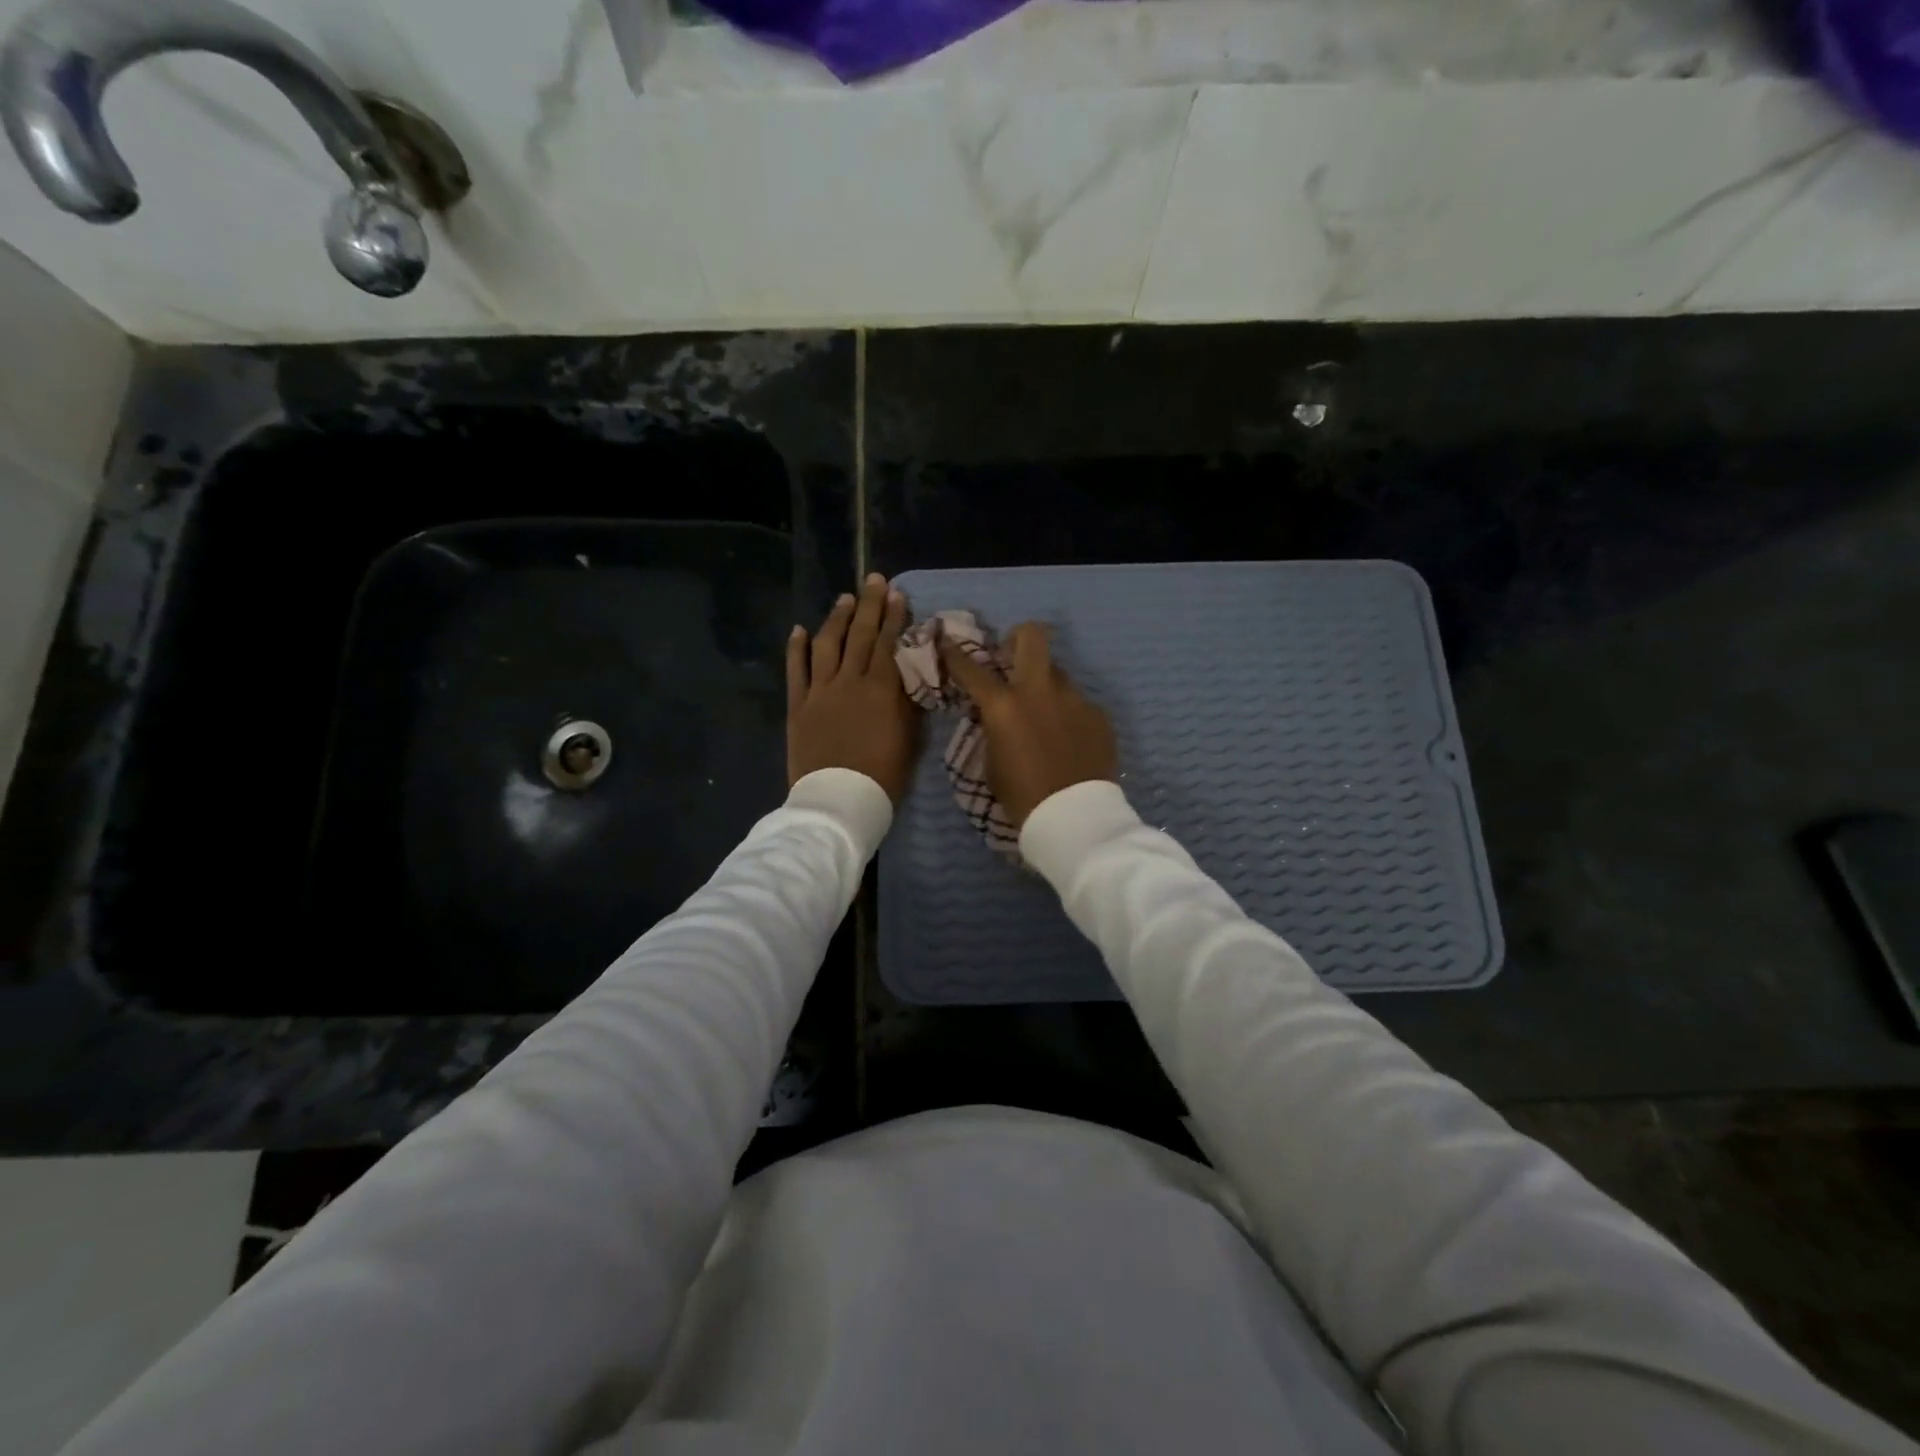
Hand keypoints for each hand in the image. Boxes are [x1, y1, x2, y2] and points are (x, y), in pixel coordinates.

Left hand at [787, 574, 918, 802]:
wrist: (839, 801)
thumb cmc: (883, 775)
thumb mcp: (909, 738)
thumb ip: (909, 702)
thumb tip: (912, 674)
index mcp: (881, 689)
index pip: (889, 643)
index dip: (894, 617)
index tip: (897, 594)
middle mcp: (849, 681)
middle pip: (860, 635)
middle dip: (869, 605)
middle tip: (874, 580)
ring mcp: (819, 692)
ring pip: (827, 645)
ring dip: (836, 618)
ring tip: (845, 599)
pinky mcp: (798, 707)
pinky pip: (795, 670)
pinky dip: (796, 648)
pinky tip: (799, 629)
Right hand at [938, 621, 1117, 827]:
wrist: (1075, 818)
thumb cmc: (1022, 797)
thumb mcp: (991, 762)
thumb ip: (992, 729)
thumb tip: (996, 714)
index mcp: (1004, 706)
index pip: (972, 669)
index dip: (955, 653)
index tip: (948, 641)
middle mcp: (1040, 691)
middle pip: (1032, 635)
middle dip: (1017, 638)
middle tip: (1012, 658)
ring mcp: (1074, 699)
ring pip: (1057, 673)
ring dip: (1044, 685)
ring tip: (1045, 716)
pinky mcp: (1098, 714)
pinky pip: (1077, 703)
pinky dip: (1067, 714)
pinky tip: (1069, 740)